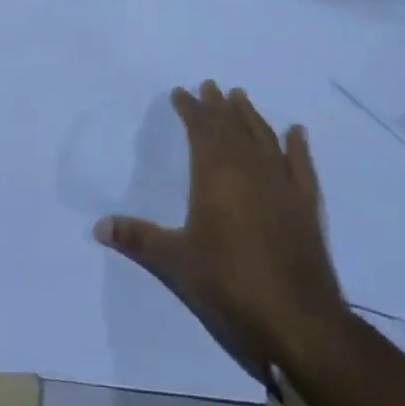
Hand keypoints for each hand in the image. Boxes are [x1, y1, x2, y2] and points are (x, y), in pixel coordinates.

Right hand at [95, 81, 347, 378]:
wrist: (296, 320)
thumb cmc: (228, 283)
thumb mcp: (174, 262)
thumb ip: (137, 239)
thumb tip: (98, 226)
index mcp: (215, 174)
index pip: (201, 129)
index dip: (190, 108)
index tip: (181, 92)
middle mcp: (250, 169)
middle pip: (232, 127)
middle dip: (218, 106)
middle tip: (210, 86)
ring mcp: (282, 185)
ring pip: (264, 138)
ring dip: (251, 116)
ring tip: (241, 97)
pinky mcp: (306, 207)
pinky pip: (301, 165)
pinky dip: (297, 146)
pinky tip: (296, 132)